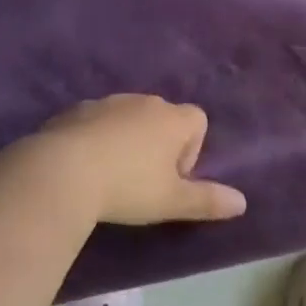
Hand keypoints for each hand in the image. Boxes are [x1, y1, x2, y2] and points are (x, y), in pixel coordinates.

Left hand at [2, 95, 247, 226]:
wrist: (62, 171)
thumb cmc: (128, 186)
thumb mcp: (171, 201)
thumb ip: (207, 200)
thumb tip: (242, 202)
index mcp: (172, 119)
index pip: (198, 121)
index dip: (191, 150)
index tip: (172, 179)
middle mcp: (144, 102)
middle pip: (163, 117)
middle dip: (158, 145)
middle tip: (143, 182)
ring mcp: (108, 102)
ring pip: (128, 118)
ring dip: (127, 140)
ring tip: (111, 176)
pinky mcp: (76, 110)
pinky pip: (96, 122)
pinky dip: (96, 138)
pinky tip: (83, 167)